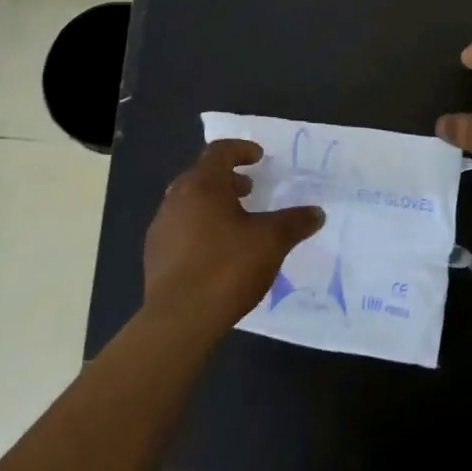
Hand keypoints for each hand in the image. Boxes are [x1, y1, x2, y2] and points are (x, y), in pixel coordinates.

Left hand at [143, 140, 323, 336]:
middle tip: (249, 190)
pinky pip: (180, 227)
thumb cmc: (227, 268)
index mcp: (202, 186)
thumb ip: (295, 222)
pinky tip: (217, 251)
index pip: (219, 151)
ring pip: (188, 202)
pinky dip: (200, 226)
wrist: (179, 320)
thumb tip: (317, 212)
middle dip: (227, 178)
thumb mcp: (271, 242)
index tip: (258, 157)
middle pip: (201, 175)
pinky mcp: (154, 254)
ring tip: (236, 222)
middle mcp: (176, 199)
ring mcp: (161, 227)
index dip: (241, 149)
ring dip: (212, 203)